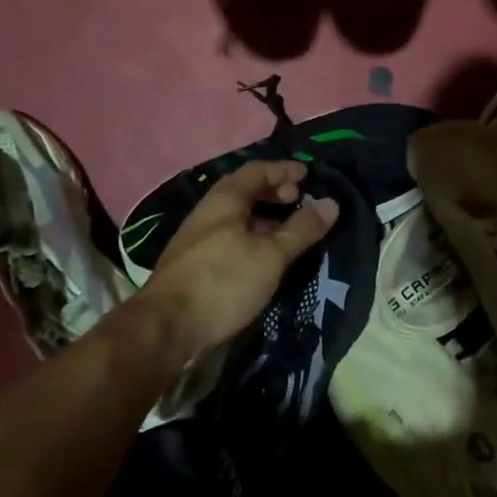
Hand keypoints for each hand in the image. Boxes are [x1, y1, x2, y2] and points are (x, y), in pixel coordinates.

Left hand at [129, 160, 340, 362]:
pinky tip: (261, 256)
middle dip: (273, 192)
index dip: (284, 170)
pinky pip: (229, 234)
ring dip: (263, 216)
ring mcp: (197, 237)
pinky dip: (251, 235)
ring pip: (236, 215)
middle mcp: (208, 210)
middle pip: (244, 190)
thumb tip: (331, 202)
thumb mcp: (271, 256)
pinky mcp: (193, 262)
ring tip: (286, 230)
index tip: (307, 175)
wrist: (164, 327)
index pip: (257, 170)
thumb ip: (301, 229)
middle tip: (298, 200)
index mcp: (226, 199)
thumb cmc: (222, 281)